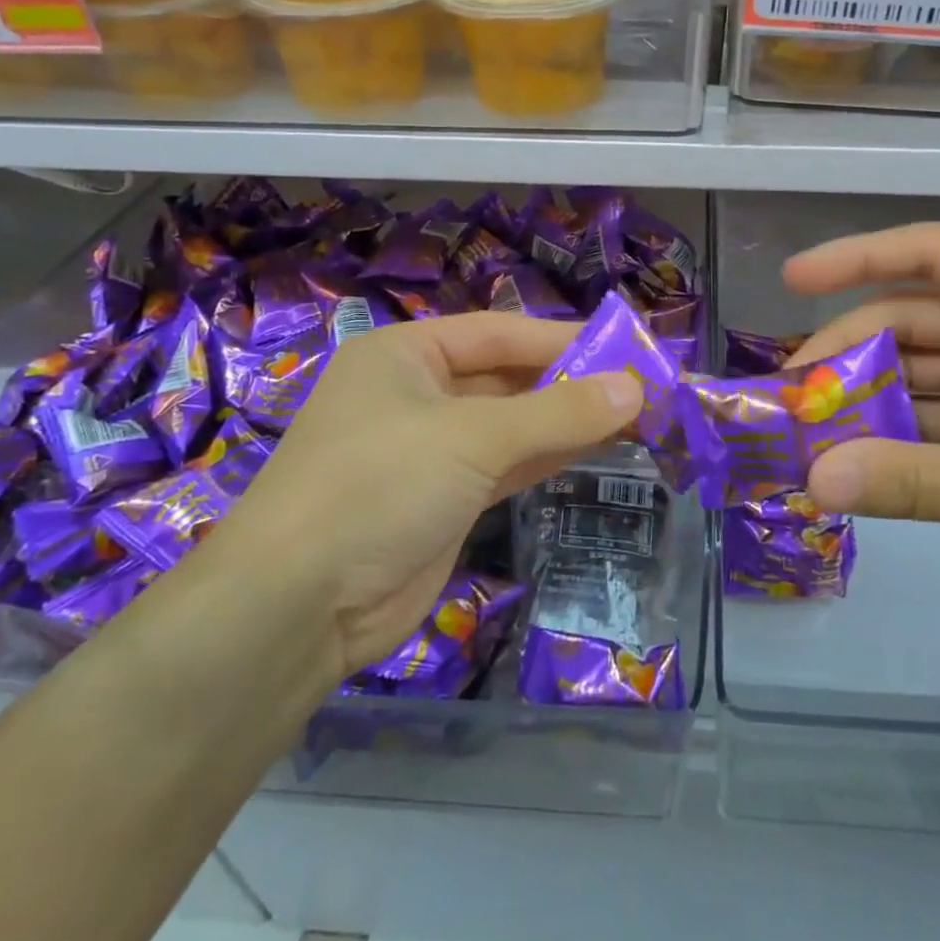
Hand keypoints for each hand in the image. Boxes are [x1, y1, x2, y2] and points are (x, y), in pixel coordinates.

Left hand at [208, 314, 639, 679]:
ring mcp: (429, 450)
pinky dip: (548, 455)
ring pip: (512, 424)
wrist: (298, 607)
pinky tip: (596, 448)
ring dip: (566, 421)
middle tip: (641, 387)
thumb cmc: (380, 485)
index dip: (564, 339)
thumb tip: (636, 389)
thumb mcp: (475, 436)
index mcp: (406, 354)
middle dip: (571, 382)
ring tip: (634, 416)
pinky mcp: (442, 500)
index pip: (501, 332)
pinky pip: (506, 465)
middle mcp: (416, 393)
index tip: (627, 348)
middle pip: (508, 377)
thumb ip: (559, 411)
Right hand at [787, 223, 939, 621]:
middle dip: (849, 351)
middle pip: (914, 319)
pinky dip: (903, 435)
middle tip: (788, 393)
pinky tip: (860, 460)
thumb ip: (921, 484)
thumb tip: (815, 481)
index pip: (933, 254)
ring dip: (871, 398)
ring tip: (809, 431)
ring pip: (923, 371)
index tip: (792, 281)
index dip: (856, 258)